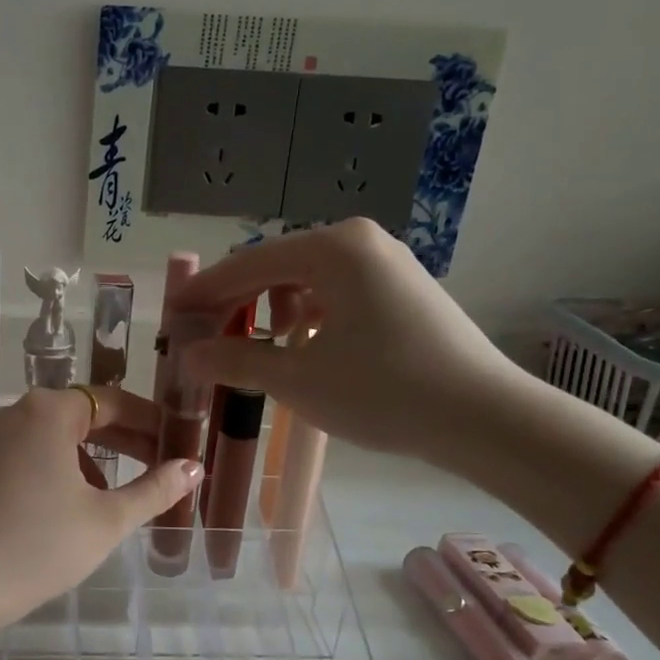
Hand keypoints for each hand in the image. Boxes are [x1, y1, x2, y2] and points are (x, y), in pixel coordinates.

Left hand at [0, 386, 201, 624]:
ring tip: (131, 489)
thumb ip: (155, 489)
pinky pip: (38, 452)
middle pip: (87, 415)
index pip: (115, 402)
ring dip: (100, 456)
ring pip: (62, 436)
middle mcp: (20, 412)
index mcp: (49, 411)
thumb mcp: (107, 518)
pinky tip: (85, 502)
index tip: (183, 441)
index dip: (153, 421)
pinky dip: (69, 468)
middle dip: (129, 439)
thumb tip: (193, 467)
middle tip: (167, 464)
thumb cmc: (40, 546)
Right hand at [175, 219, 528, 463]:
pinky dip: (307, 316)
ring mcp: (386, 262)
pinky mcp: (402, 288)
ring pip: (305, 279)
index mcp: (332, 248)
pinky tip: (303, 348)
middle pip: (275, 266)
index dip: (205, 293)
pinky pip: (336, 292)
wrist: (486, 418)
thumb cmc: (383, 391)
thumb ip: (235, 360)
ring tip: (260, 349)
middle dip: (237, 303)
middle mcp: (358, 241)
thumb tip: (188, 356)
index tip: (172, 317)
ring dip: (270, 311)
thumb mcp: (297, 378)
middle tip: (206, 339)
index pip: (247, 264)